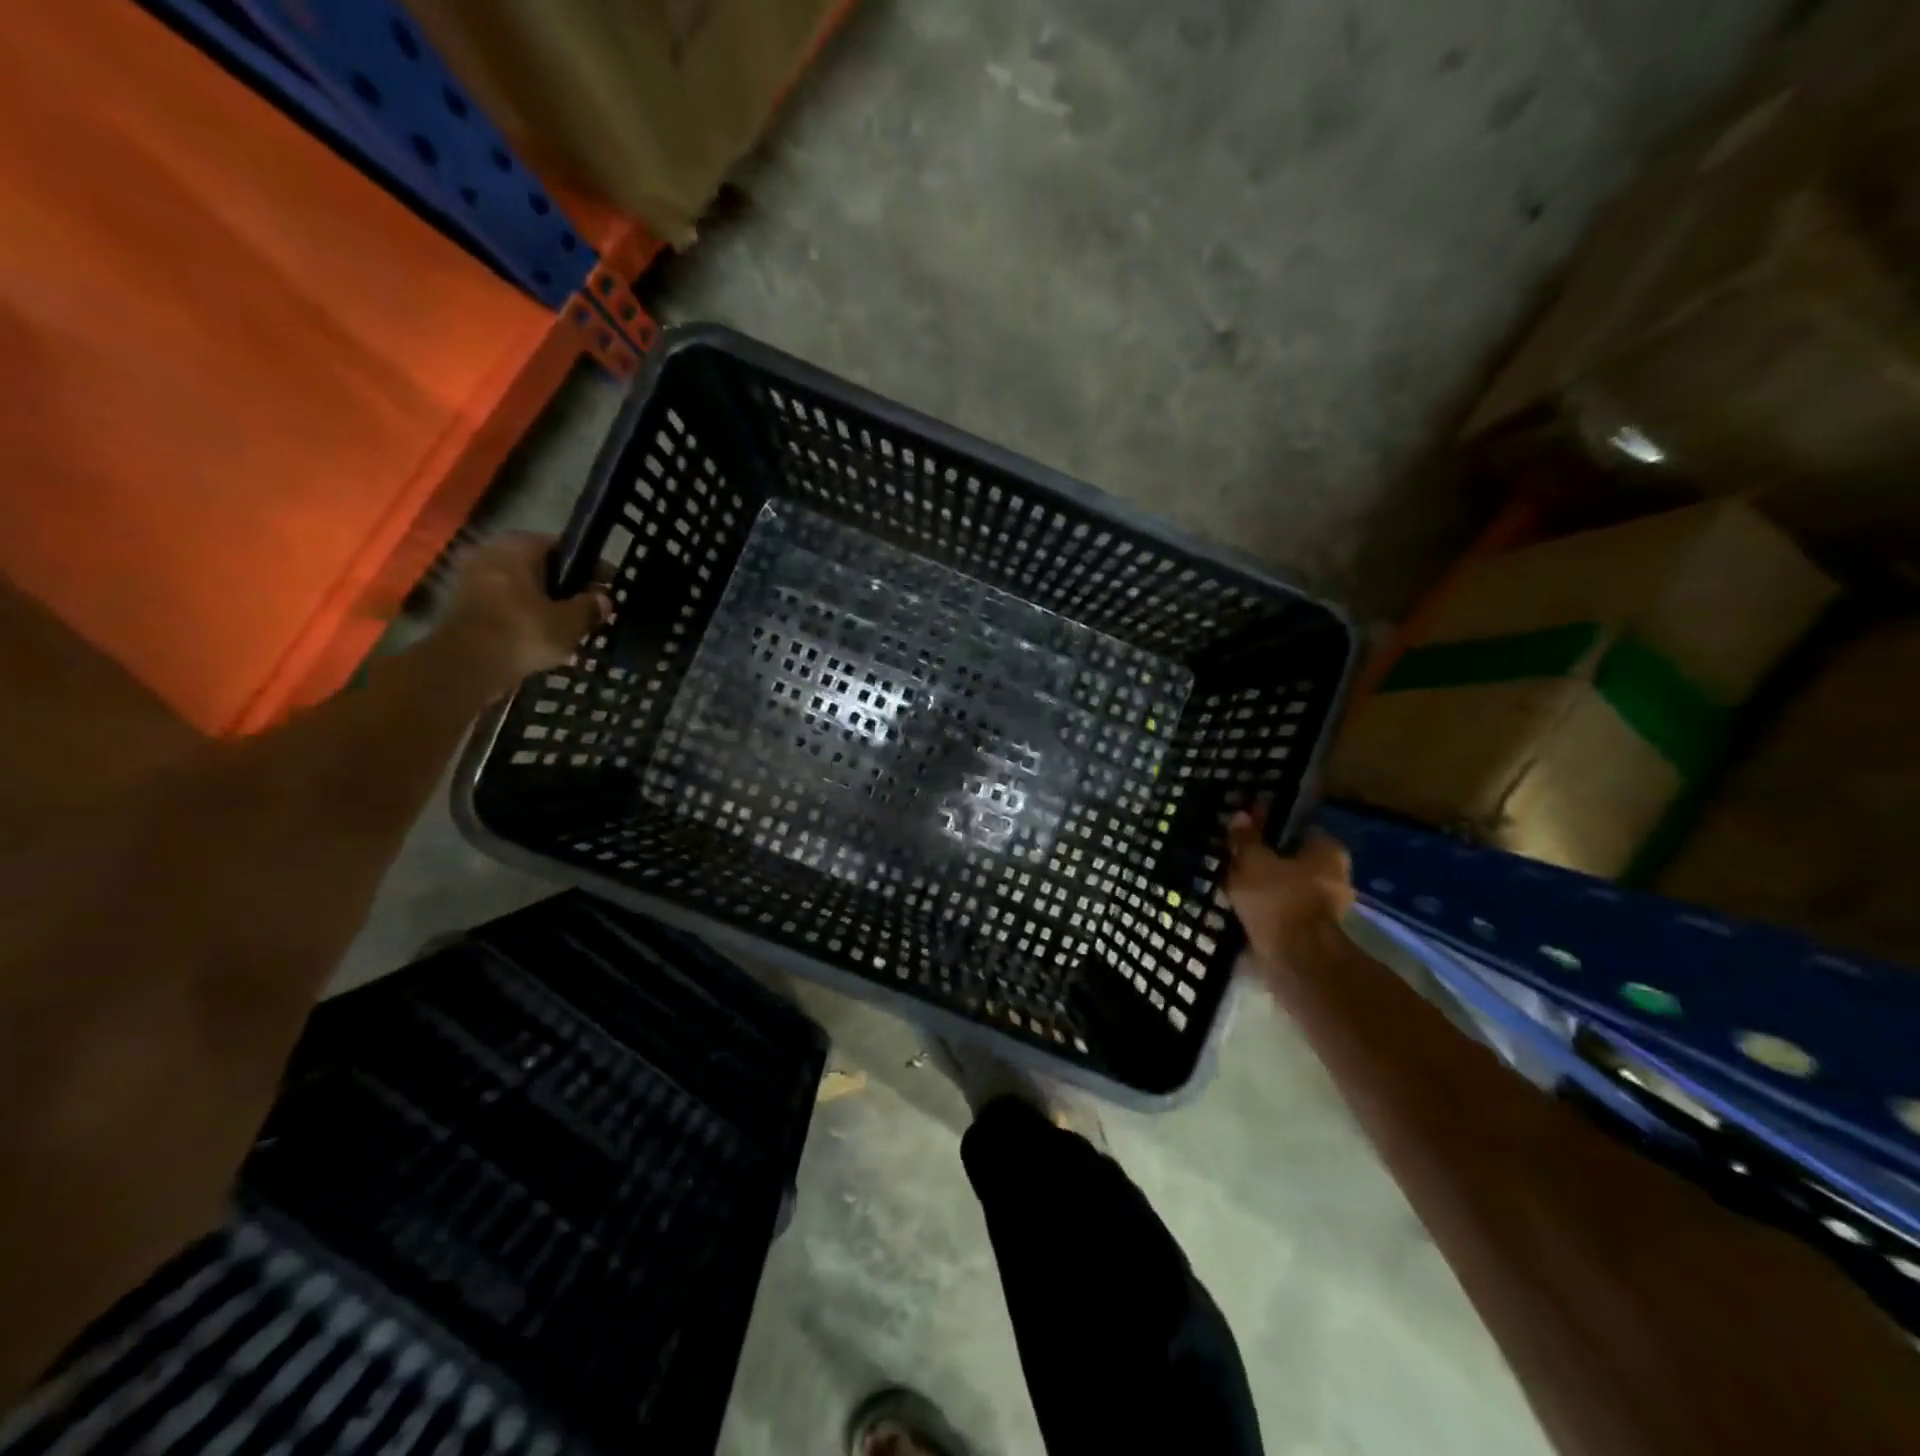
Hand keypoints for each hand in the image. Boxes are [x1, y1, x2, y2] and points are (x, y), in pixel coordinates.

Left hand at [437, 533, 610, 690]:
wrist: (467, 665)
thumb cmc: (523, 632)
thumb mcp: (569, 622)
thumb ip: (589, 607)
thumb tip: (603, 599)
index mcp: (518, 547)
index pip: (561, 547)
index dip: (587, 567)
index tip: (604, 586)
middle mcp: (491, 553)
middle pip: (538, 568)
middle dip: (562, 588)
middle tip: (586, 609)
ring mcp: (472, 579)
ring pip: (521, 588)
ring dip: (542, 605)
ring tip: (567, 628)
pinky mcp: (463, 606)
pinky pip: (504, 606)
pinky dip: (523, 618)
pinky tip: (541, 639)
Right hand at [1225, 812, 1354, 992]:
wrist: (1295, 958)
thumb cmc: (1278, 898)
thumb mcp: (1252, 861)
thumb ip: (1246, 839)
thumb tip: (1241, 816)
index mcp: (1328, 850)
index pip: (1298, 829)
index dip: (1271, 829)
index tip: (1246, 834)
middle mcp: (1336, 875)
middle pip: (1292, 860)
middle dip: (1266, 861)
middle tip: (1235, 860)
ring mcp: (1327, 907)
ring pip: (1287, 887)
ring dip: (1264, 888)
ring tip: (1232, 886)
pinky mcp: (1312, 932)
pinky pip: (1283, 911)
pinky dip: (1266, 910)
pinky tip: (1241, 909)